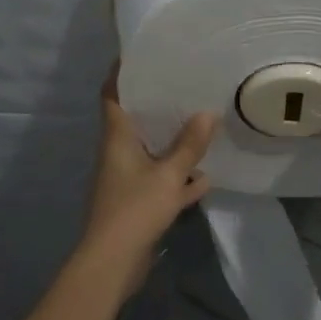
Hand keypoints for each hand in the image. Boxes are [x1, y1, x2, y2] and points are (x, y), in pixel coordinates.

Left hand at [81, 67, 217, 284]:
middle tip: (183, 85)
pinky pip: (160, 181)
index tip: (139, 55)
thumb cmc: (134, 209)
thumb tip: (207, 113)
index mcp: (117, 138)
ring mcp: (126, 179)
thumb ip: (189, 146)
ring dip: (172, 143)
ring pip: (151, 152)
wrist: (112, 264)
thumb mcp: (169, 176)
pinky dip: (178, 178)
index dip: (121, 73)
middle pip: (135, 121)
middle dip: (156, 105)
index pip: (113, 95)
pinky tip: (204, 177)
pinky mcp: (136, 203)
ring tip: (200, 124)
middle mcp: (118, 153)